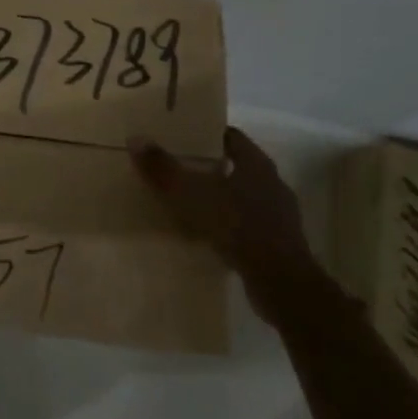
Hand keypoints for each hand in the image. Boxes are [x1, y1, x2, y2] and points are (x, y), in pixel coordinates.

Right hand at [129, 127, 319, 323]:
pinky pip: (248, 225)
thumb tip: (135, 139)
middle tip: (179, 167)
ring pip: (244, 197)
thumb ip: (164, 168)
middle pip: (237, 166)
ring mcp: (279, 216)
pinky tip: (210, 234)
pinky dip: (230, 225)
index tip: (183, 136)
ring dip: (221, 198)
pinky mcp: (279, 244)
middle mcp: (272, 184)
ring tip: (190, 202)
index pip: (231, 137)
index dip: (207, 134)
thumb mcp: (192, 194)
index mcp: (257, 164)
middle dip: (210, 166)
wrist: (282, 283)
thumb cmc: (239, 226)